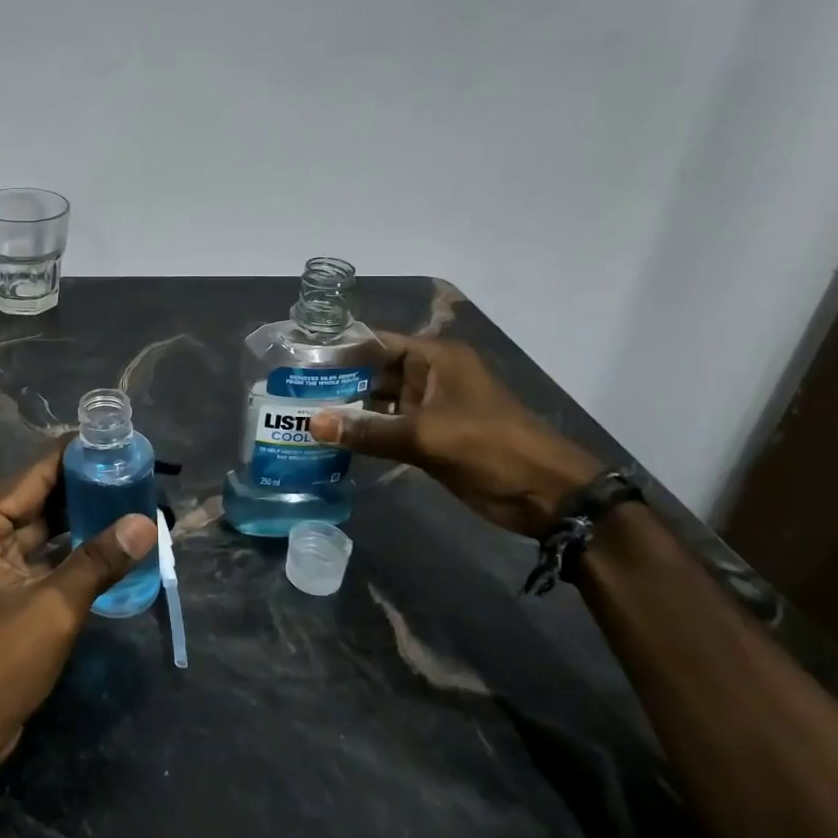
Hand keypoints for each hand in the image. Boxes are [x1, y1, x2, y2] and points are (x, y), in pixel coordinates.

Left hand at [0, 443, 156, 772]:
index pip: (34, 473)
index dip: (77, 456)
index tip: (119, 442)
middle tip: (134, 472)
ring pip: (39, 524)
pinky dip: (68, 547)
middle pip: (36, 495)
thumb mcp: (53, 609)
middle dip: (84, 487)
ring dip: (79, 517)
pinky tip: (108, 540)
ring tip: (129, 499)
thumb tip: (146, 522)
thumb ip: (99, 560)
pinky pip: (37, 551)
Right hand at [311, 334, 599, 535]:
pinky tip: (331, 443)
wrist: (549, 495)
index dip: (337, 349)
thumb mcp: (427, 437)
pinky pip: (387, 429)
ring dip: (346, 412)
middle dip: (335, 383)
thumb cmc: (491, 448)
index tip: (296, 359)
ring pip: (377, 403)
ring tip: (300, 417)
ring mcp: (429, 408)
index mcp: (434, 358)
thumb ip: (368, 431)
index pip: (374, 342)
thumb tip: (312, 425)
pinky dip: (364, 435)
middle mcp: (428, 376)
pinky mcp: (430, 437)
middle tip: (288, 393)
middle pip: (372, 372)